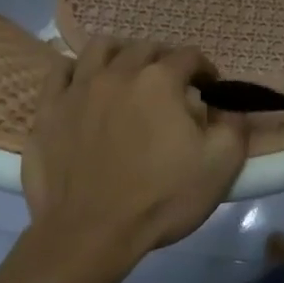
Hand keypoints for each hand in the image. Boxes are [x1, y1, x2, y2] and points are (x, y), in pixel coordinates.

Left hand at [22, 38, 248, 270]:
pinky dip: (76, 71)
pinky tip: (85, 85)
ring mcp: (78, 88)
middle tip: (173, 87)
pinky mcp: (48, 109)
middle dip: (165, 60)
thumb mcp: (221, 165)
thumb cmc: (160, 199)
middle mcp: (118, 73)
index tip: (209, 90)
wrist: (90, 234)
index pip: (190, 56)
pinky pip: (60, 70)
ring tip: (128, 75)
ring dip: (121, 54)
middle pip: (146, 48)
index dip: (205, 70)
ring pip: (100, 48)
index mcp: (160, 81)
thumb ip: (234, 126)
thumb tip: (230, 107)